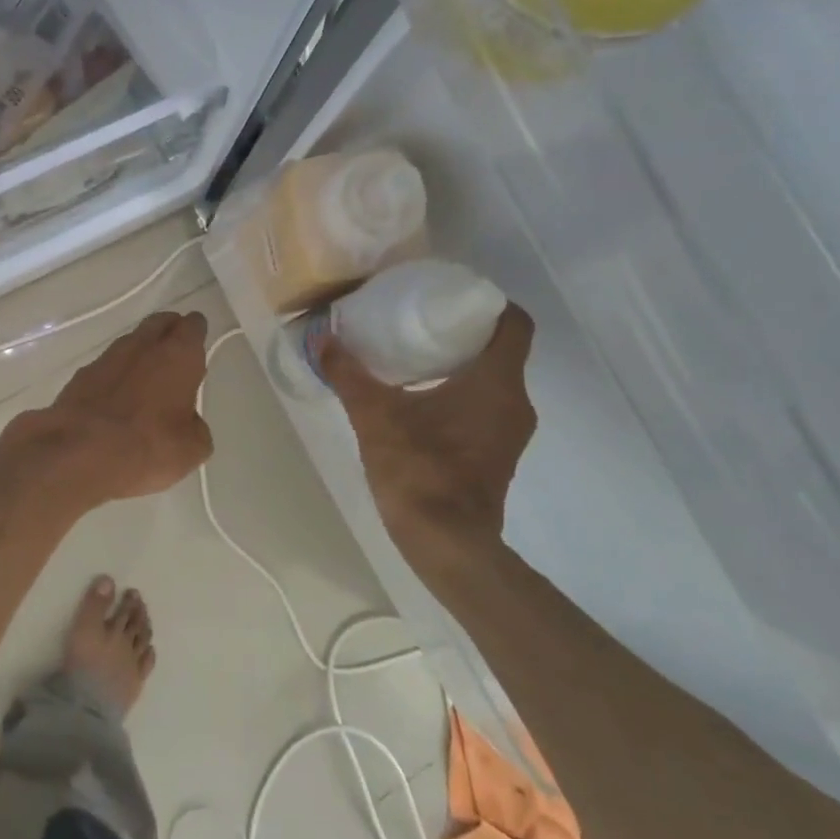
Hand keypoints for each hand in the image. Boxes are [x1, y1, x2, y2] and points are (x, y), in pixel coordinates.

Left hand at [16, 310, 214, 505]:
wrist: (79, 454)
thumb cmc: (148, 447)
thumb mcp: (191, 448)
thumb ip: (195, 426)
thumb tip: (187, 421)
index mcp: (178, 355)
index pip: (193, 327)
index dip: (196, 331)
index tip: (198, 340)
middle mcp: (143, 347)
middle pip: (159, 323)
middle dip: (168, 331)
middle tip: (175, 349)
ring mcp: (107, 358)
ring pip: (130, 343)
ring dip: (140, 352)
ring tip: (146, 376)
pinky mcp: (80, 376)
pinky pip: (105, 366)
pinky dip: (114, 375)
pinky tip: (115, 396)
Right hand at [318, 304, 537, 561]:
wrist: (445, 542)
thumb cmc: (419, 470)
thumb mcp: (375, 416)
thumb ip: (349, 375)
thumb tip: (324, 339)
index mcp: (497, 382)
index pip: (515, 323)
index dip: (489, 302)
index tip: (453, 296)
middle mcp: (516, 402)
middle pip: (502, 350)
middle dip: (464, 333)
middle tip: (421, 321)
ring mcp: (510, 433)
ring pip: (494, 382)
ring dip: (462, 366)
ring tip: (416, 357)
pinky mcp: (498, 456)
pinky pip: (487, 408)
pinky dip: (462, 396)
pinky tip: (422, 401)